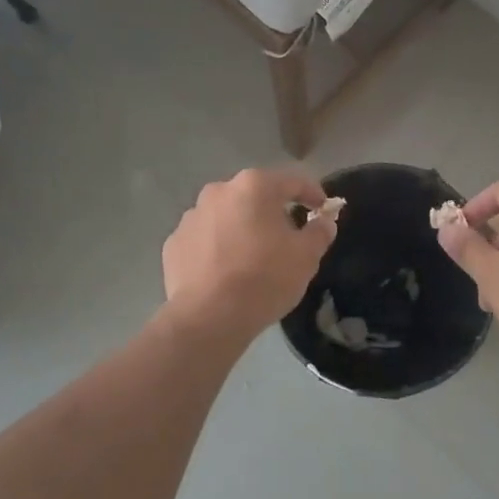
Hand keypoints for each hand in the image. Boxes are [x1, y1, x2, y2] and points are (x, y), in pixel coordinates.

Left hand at [162, 168, 336, 340]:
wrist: (209, 317)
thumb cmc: (264, 278)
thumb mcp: (306, 256)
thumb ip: (319, 232)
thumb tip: (324, 221)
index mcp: (254, 186)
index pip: (293, 181)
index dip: (312, 193)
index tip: (323, 209)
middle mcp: (219, 191)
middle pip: (255, 196)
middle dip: (272, 212)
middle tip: (287, 237)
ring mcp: (191, 216)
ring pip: (226, 216)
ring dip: (241, 229)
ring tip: (252, 258)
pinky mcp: (174, 243)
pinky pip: (204, 239)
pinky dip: (216, 248)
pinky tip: (225, 272)